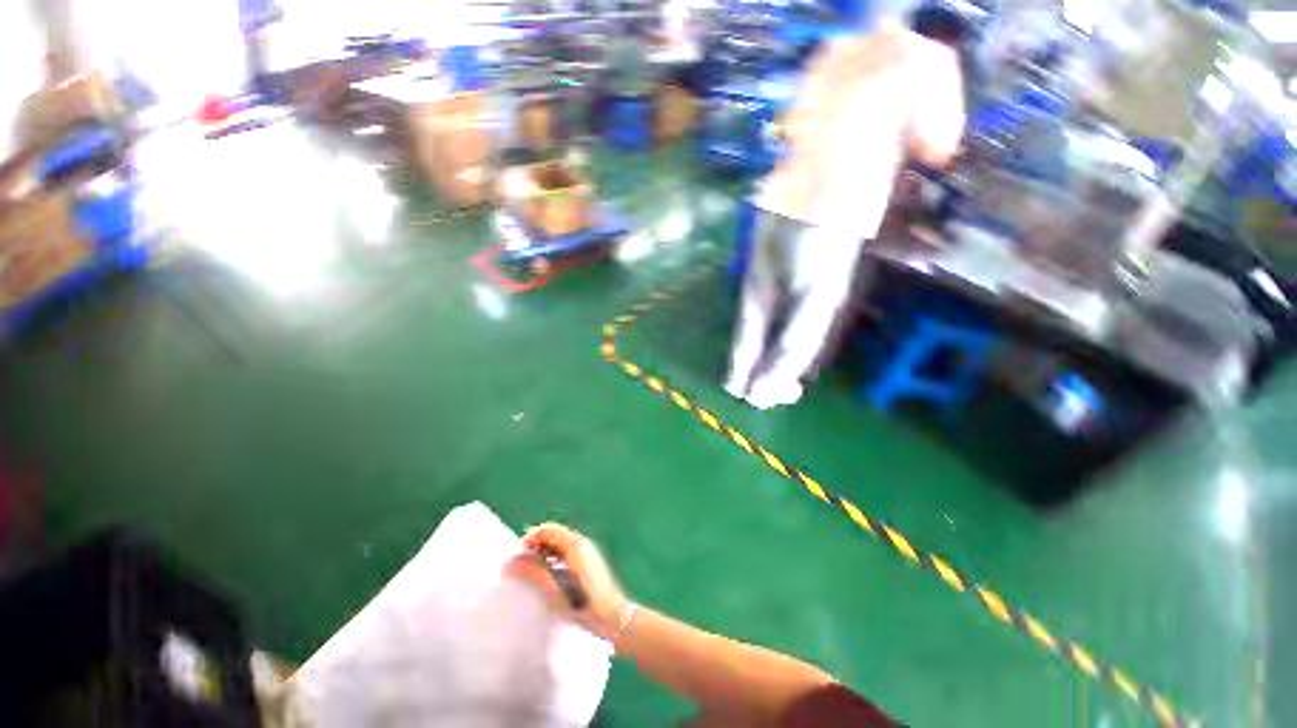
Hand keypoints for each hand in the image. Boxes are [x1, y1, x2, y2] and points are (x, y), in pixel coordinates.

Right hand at [505, 523, 630, 640]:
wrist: (613, 618)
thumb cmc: (584, 605)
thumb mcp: (554, 590)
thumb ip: (532, 573)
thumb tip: (509, 563)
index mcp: (575, 544)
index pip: (548, 529)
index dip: (531, 538)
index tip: (517, 557)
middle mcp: (582, 543)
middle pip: (554, 534)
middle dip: (536, 545)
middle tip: (521, 565)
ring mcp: (587, 552)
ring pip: (560, 544)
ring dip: (544, 553)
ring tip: (530, 573)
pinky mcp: (588, 563)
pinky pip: (566, 553)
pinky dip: (553, 559)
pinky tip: (547, 577)